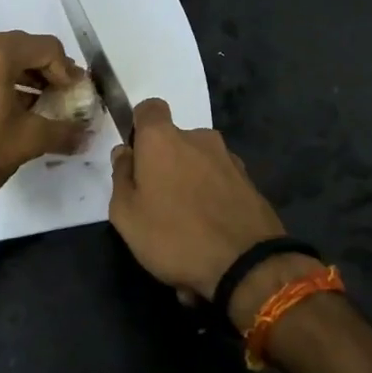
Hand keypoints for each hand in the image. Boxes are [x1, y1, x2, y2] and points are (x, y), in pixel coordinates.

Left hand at [0, 31, 86, 203]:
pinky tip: (11, 109)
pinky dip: (0, 81)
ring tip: (40, 104)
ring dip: (24, 76)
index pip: (46, 47)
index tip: (72, 94)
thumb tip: (85, 135)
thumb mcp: (30, 140)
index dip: (66, 70)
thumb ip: (63, 131)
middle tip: (61, 95)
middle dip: (46, 70)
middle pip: (22, 47)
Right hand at [108, 99, 289, 321]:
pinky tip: (210, 239)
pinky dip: (212, 203)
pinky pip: (220, 186)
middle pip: (175, 143)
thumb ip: (121, 178)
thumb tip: (125, 153)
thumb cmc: (174, 236)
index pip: (150, 108)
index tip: (136, 156)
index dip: (140, 127)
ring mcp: (229, 159)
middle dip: (166, 167)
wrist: (246, 264)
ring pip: (199, 166)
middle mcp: (199, 139)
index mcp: (163, 140)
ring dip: (190, 188)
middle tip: (157, 207)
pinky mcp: (250, 182)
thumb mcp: (126, 215)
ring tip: (186, 231)